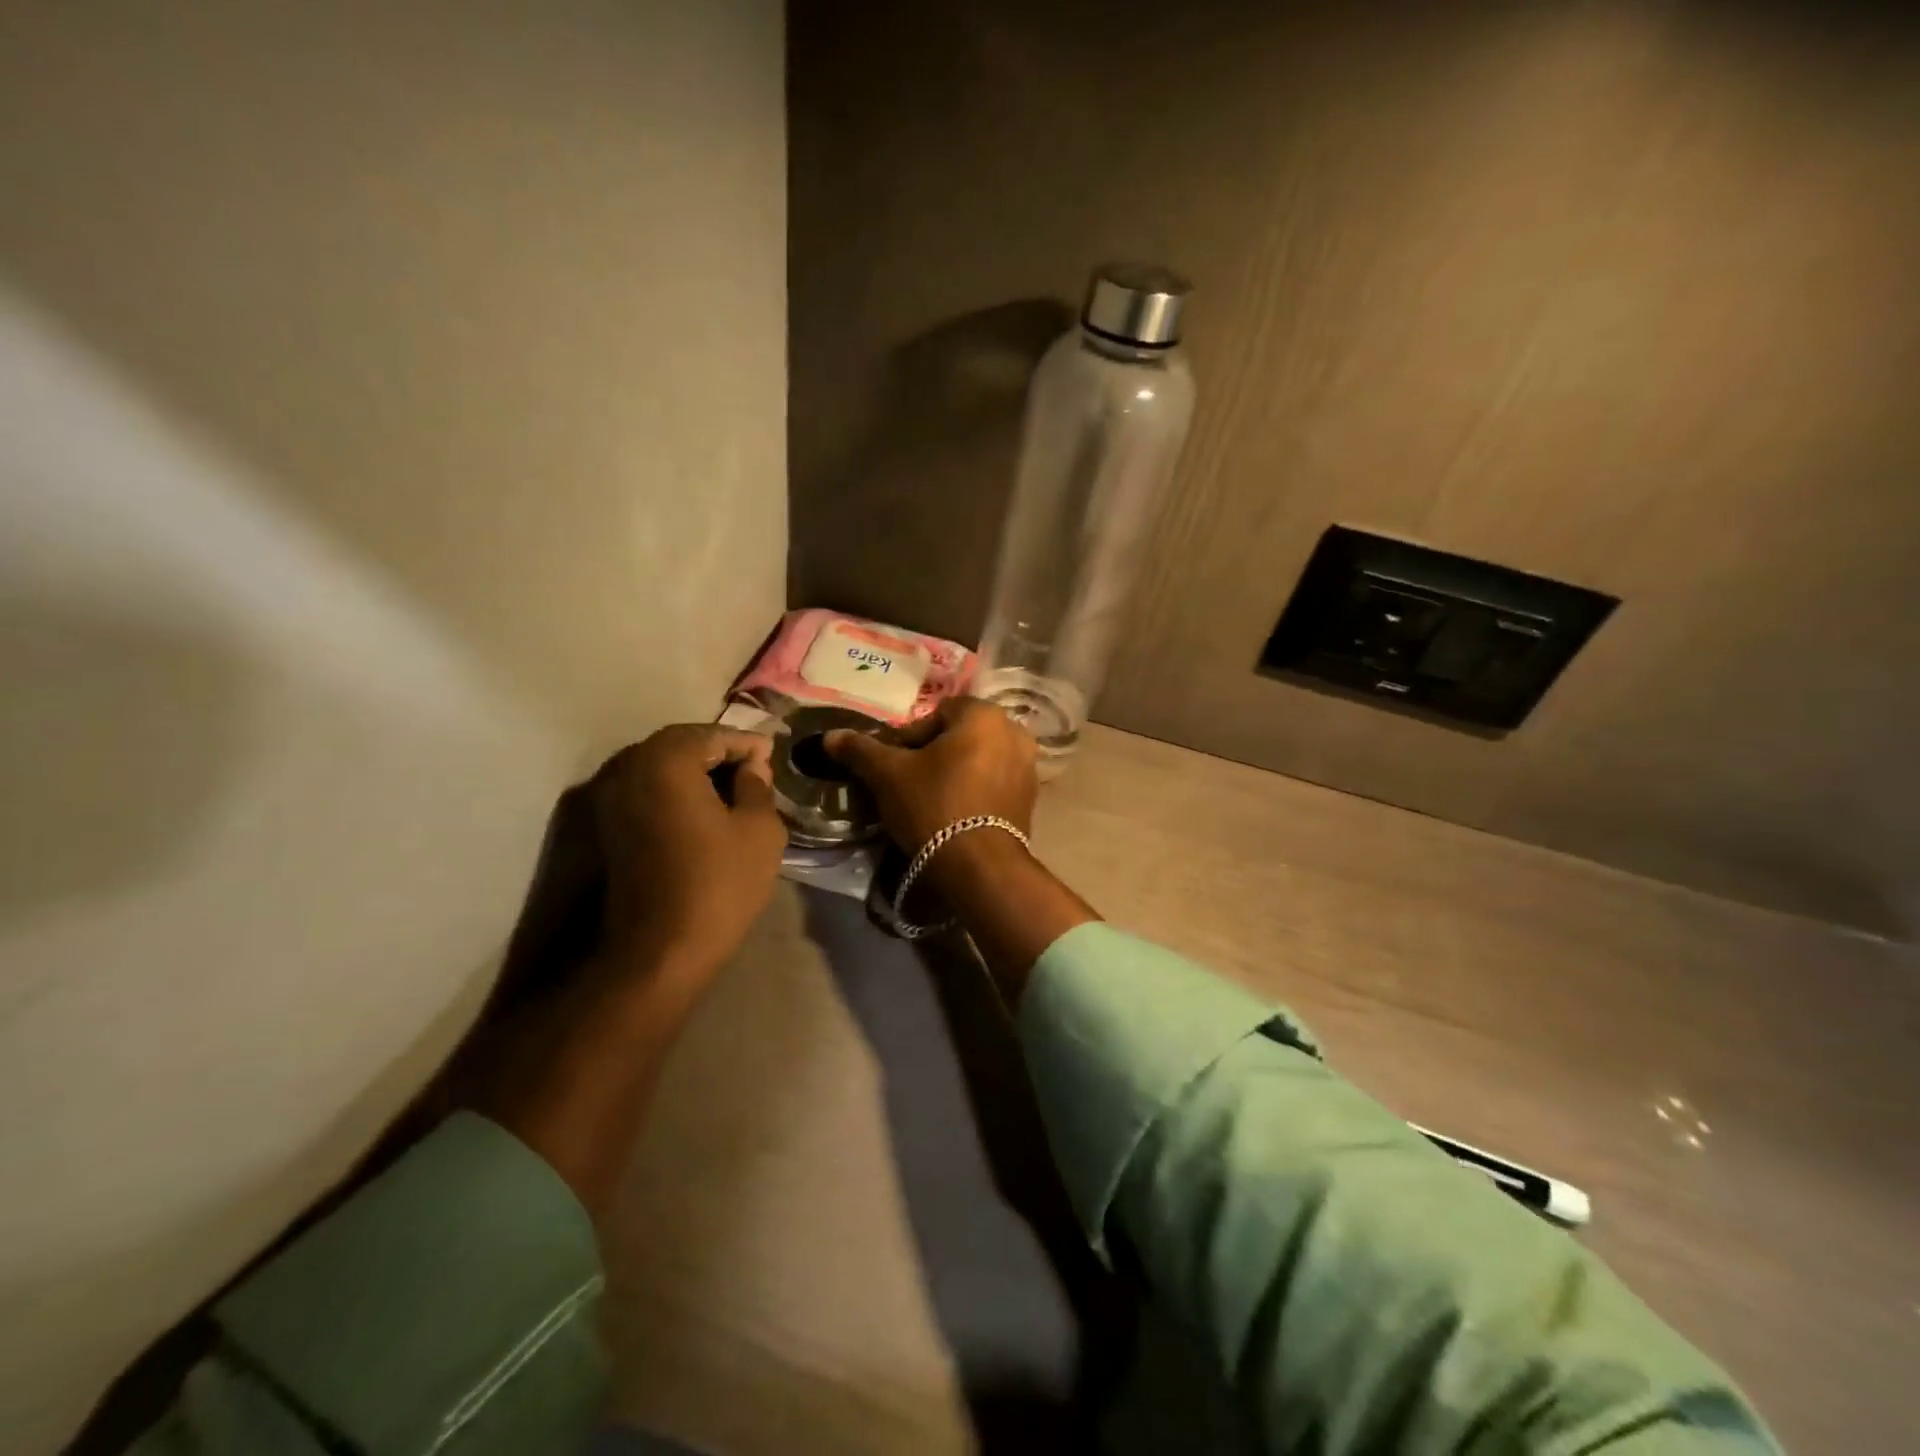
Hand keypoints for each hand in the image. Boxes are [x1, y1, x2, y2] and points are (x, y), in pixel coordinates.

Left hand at [591, 724, 786, 987]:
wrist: (656, 953)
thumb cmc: (717, 885)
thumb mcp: (759, 830)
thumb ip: (757, 786)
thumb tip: (751, 766)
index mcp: (665, 761)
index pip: (712, 734)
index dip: (746, 742)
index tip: (771, 752)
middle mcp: (626, 769)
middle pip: (678, 745)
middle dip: (717, 751)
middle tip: (751, 766)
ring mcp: (605, 799)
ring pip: (656, 768)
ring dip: (692, 771)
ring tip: (728, 788)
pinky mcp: (600, 829)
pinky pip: (642, 792)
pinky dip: (670, 791)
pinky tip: (698, 810)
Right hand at [827, 699, 1091, 998]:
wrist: (980, 867)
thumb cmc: (934, 806)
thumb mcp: (888, 776)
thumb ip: (861, 750)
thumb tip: (830, 736)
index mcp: (984, 714)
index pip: (937, 713)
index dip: (910, 737)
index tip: (895, 764)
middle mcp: (1014, 732)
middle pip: (960, 735)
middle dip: (934, 754)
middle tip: (909, 782)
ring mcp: (1028, 766)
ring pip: (978, 759)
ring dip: (955, 772)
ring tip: (930, 800)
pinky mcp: (1031, 798)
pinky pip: (994, 783)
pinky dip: (975, 791)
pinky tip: (955, 814)